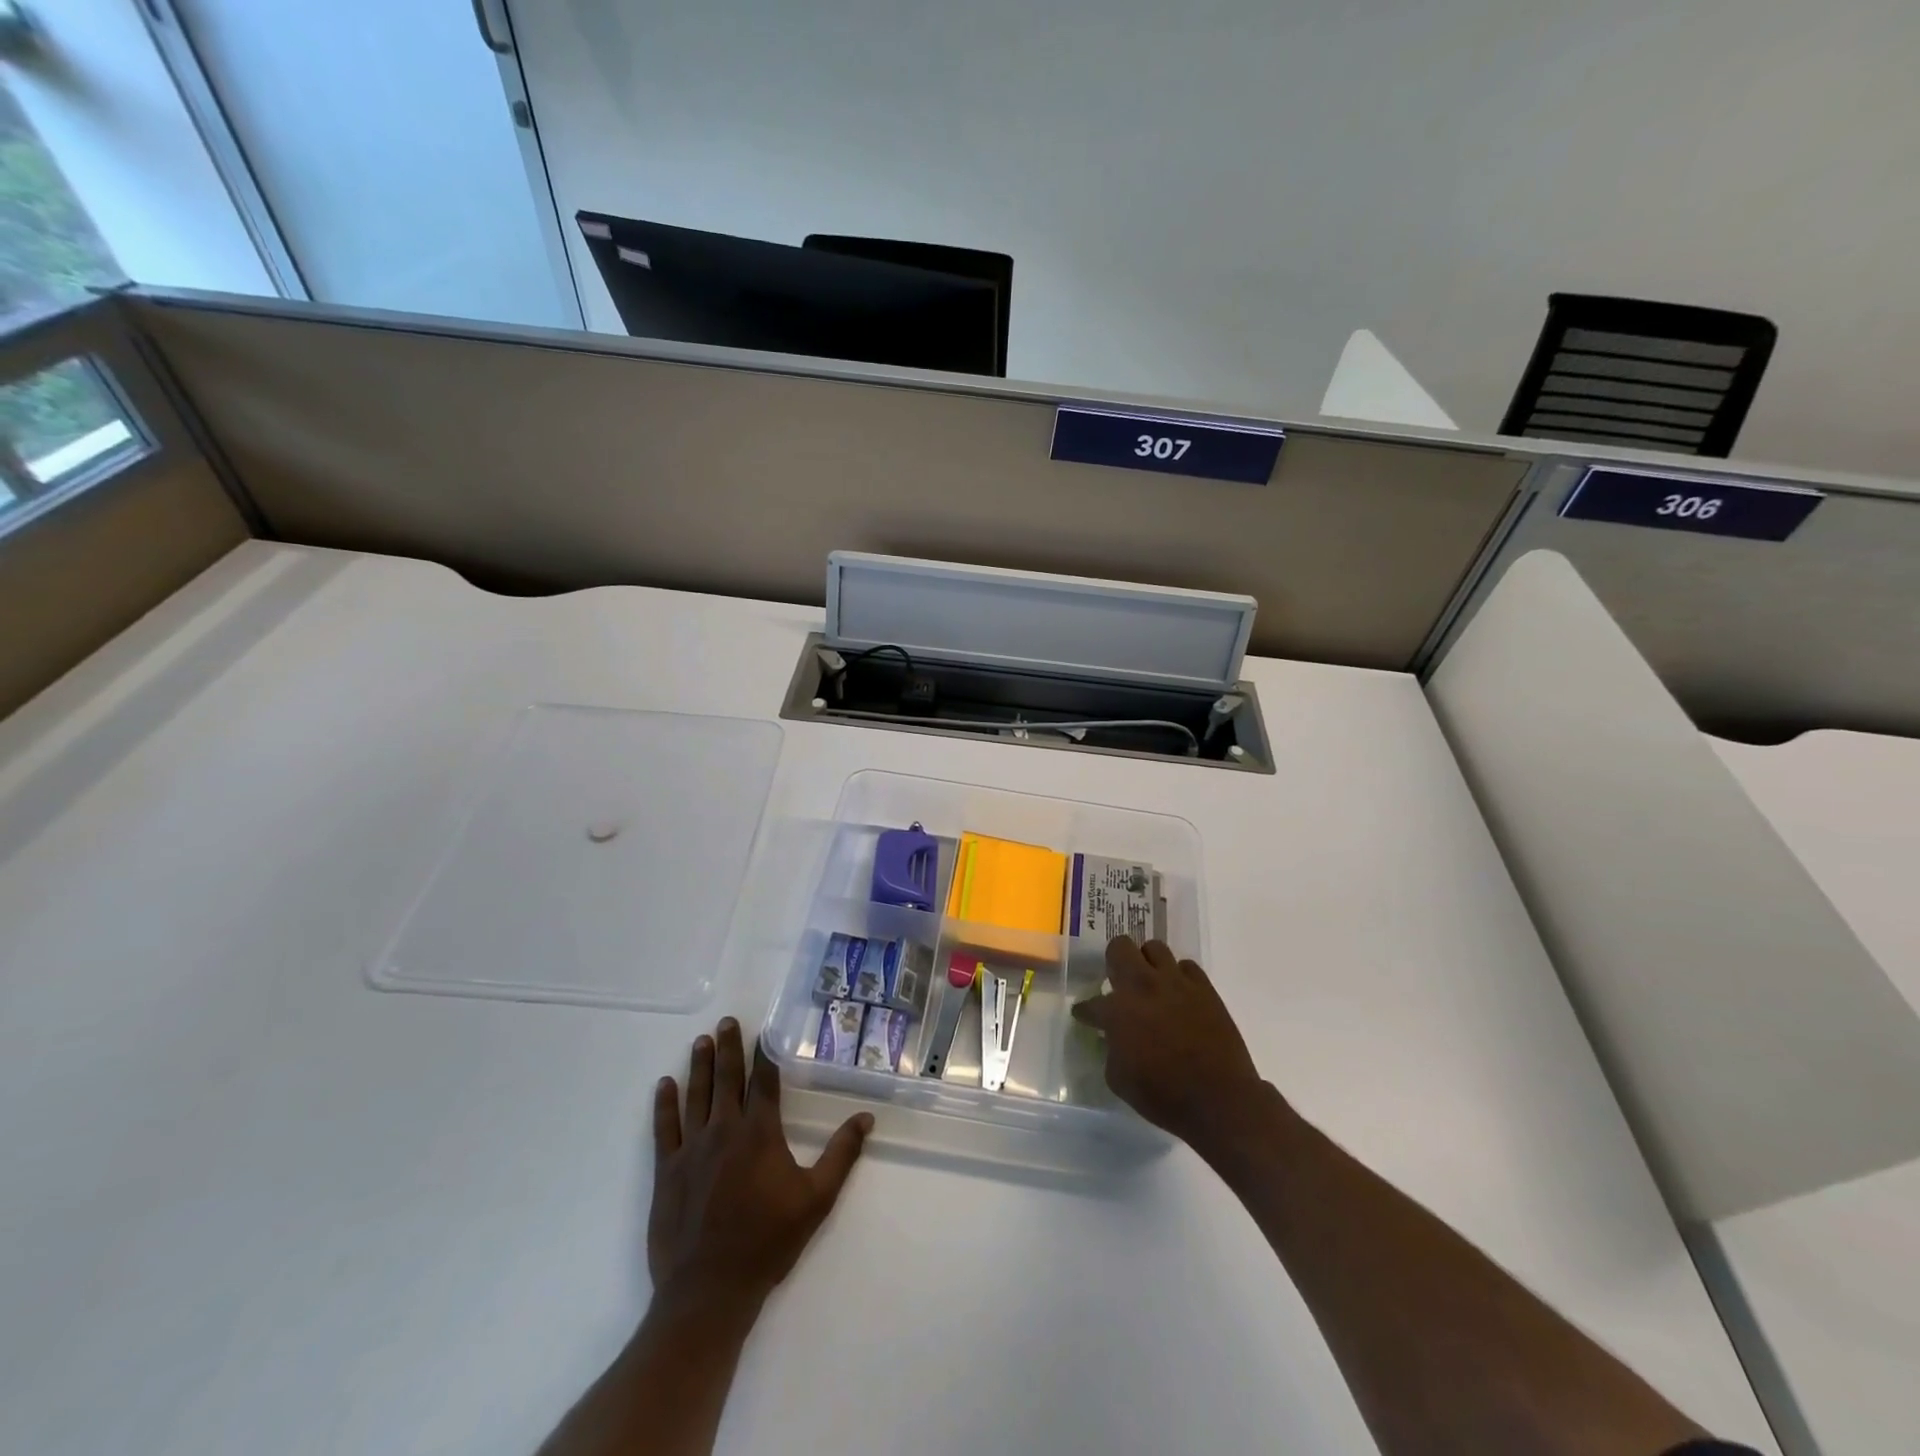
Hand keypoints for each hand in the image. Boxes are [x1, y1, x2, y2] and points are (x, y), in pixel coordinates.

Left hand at [648, 1018, 872, 1313]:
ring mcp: (692, 1149)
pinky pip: (665, 1128)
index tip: (763, 1033)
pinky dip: (665, 1104)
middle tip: (726, 1021)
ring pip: (696, 1095)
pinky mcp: (668, 1170)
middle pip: (727, 1079)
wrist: (709, 1290)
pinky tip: (665, 1084)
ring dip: (700, 1066)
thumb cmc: (768, 1242)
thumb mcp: (817, 1199)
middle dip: (729, 1047)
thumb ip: (841, 1154)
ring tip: (702, 1041)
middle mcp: (725, 1130)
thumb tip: (866, 1118)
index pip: (764, 1082)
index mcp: (760, 1133)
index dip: (764, 1055)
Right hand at [1071, 936, 1265, 1154]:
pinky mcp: (1204, 988)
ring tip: (1150, 982)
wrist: (1219, 1100)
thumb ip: (1111, 1050)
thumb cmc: (1164, 1096)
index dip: (1085, 1011)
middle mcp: (1143, 986)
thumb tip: (1114, 1038)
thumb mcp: (1119, 1080)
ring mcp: (1175, 983)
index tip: (1085, 1016)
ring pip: (1154, 948)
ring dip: (1147, 962)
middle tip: (1118, 982)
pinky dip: (1179, 976)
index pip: (1091, 1003)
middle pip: (1120, 948)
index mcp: (1117, 1011)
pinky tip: (1179, 993)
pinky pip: (1186, 966)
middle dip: (1114, 962)